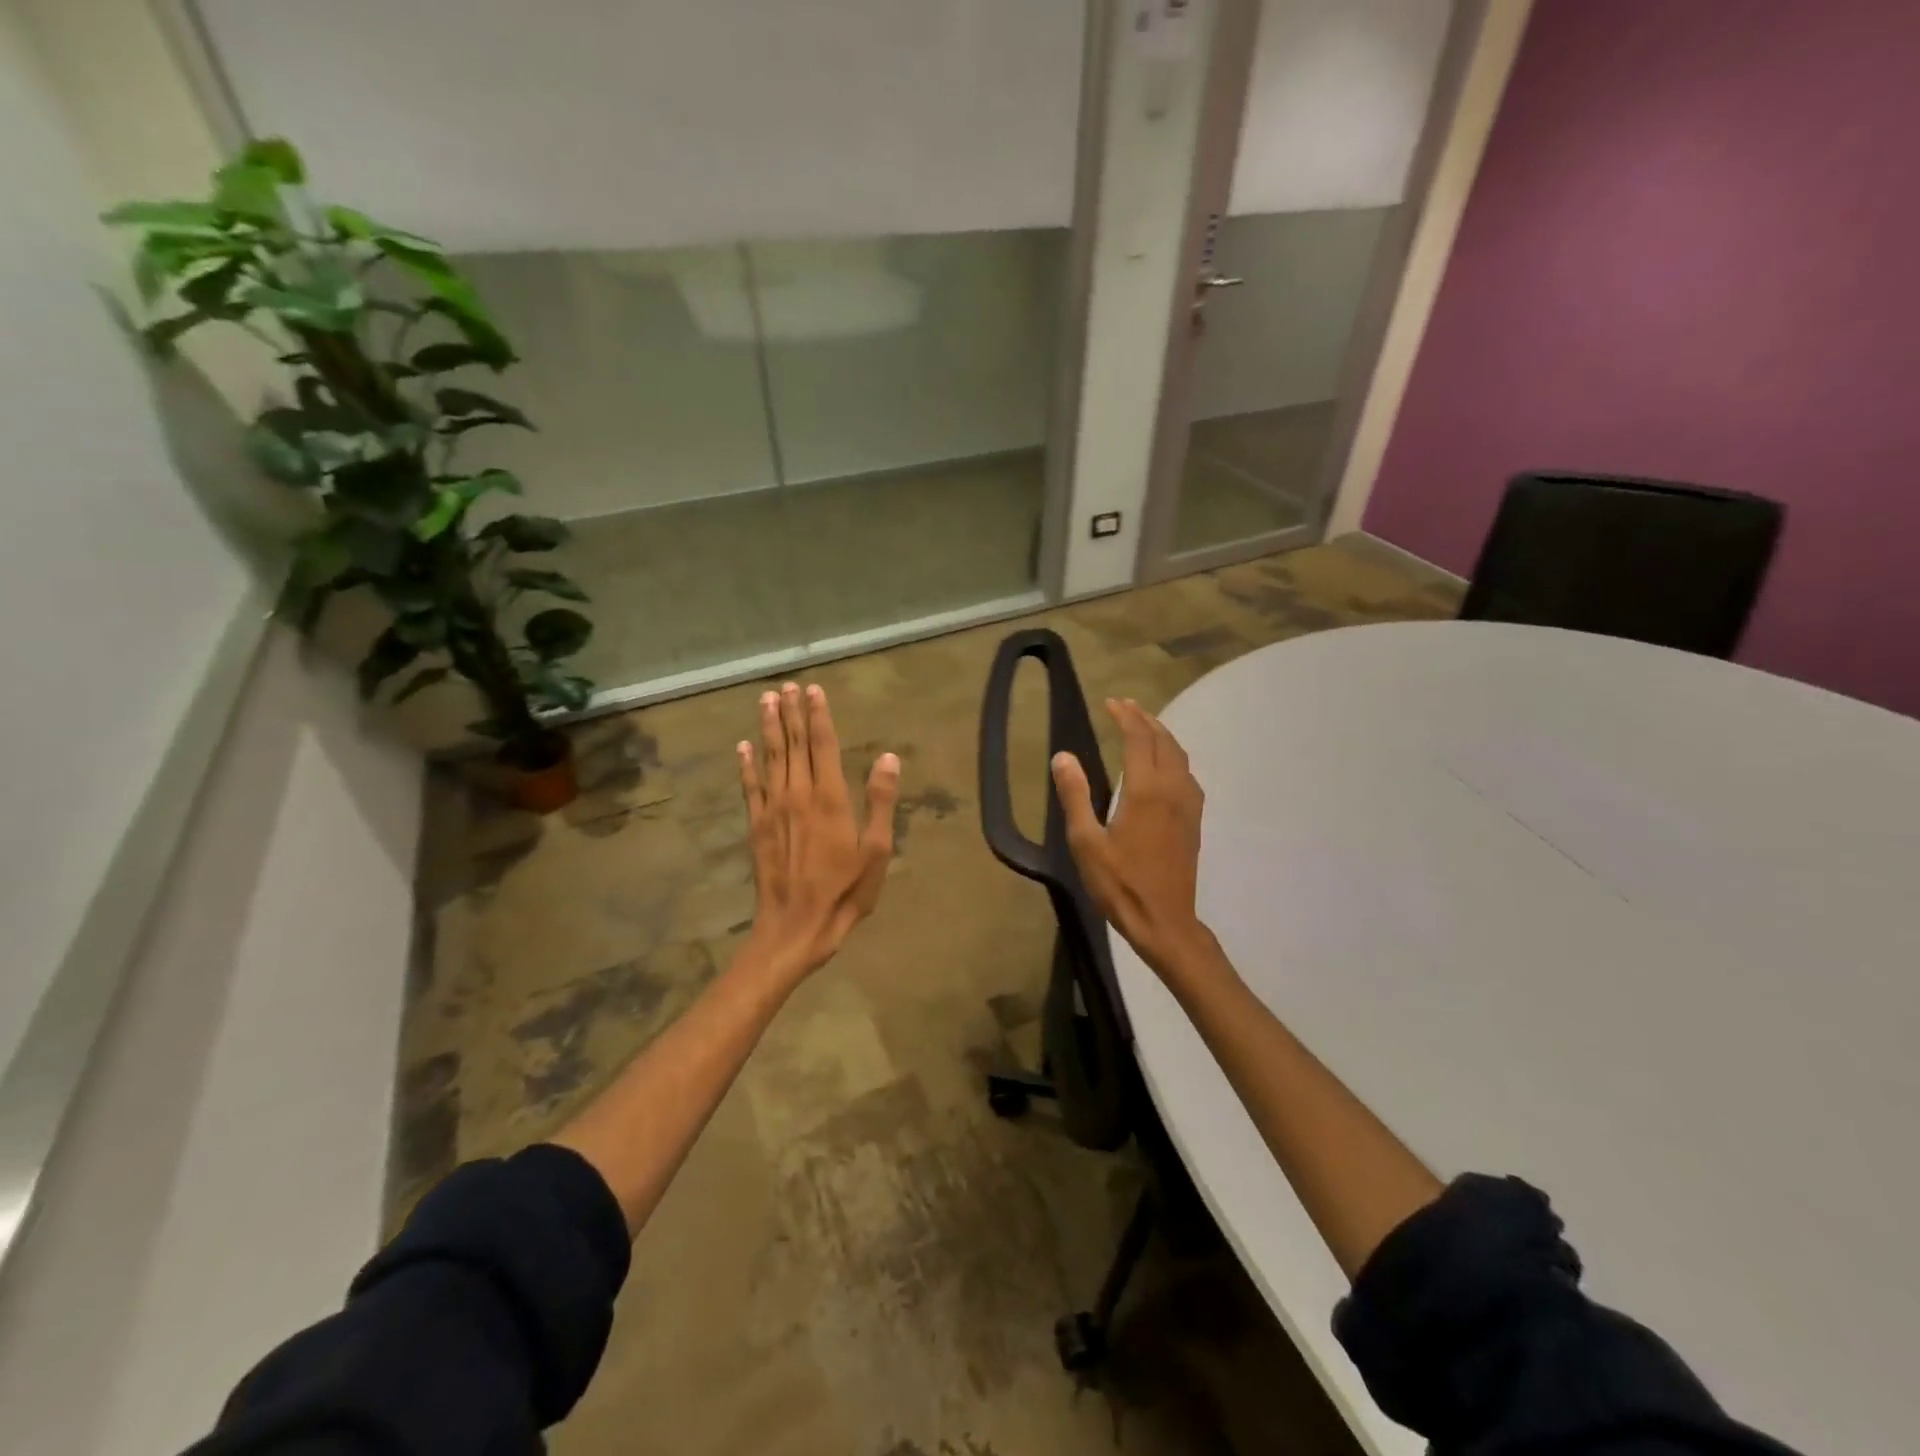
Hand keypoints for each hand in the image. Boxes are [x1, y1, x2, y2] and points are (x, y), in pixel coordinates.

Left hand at [737, 682, 899, 979]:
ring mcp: (773, 809)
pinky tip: (742, 747)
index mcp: (829, 798)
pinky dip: (746, 764)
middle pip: (793, 745)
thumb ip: (880, 801)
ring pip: (770, 758)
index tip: (813, 690)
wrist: (795, 927)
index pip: (823, 745)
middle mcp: (798, 795)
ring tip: (766, 700)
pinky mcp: (757, 826)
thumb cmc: (844, 892)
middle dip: (790, 713)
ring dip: (768, 728)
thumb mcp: (876, 851)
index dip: (819, 716)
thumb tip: (888, 757)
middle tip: (786, 686)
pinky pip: (750, 786)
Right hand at [1052, 698, 1209, 976]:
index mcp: (1145, 790)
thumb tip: (1063, 756)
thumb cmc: (1119, 883)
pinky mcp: (1193, 821)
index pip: (1139, 738)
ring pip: (1180, 756)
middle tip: (1125, 706)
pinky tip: (1164, 767)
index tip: (1110, 703)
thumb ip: (1075, 795)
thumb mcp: (1086, 842)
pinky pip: (1187, 774)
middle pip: (1163, 741)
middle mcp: (1172, 789)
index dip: (1125, 716)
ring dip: (1162, 735)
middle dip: (1145, 719)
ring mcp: (1188, 805)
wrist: (1164, 921)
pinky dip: (1174, 757)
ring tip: (1144, 727)